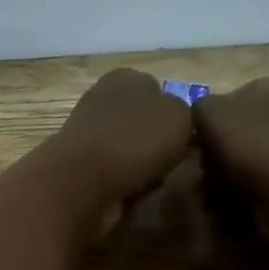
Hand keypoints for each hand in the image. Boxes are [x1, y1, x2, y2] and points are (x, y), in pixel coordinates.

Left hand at [41, 69, 193, 229]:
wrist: (82, 183)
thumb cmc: (135, 139)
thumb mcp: (181, 114)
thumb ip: (187, 112)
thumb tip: (180, 123)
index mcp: (124, 77)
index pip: (157, 88)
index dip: (175, 112)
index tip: (189, 134)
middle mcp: (101, 101)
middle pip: (142, 121)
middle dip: (158, 141)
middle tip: (178, 159)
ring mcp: (87, 137)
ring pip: (129, 149)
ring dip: (144, 164)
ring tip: (158, 178)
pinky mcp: (80, 169)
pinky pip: (116, 174)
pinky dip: (127, 183)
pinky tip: (136, 192)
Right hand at [193, 74, 268, 196]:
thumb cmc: (255, 143)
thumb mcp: (211, 114)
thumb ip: (202, 107)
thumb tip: (203, 116)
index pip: (243, 95)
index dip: (217, 119)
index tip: (202, 143)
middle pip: (256, 125)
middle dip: (231, 146)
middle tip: (210, 168)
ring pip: (267, 153)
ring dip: (244, 168)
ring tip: (223, 188)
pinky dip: (262, 185)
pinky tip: (244, 198)